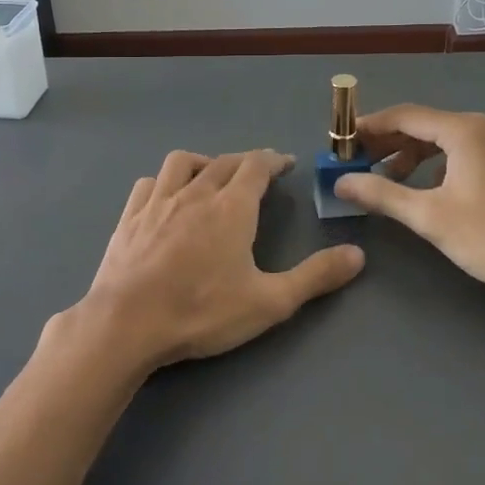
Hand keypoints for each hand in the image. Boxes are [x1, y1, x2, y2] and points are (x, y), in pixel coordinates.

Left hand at [75, 149, 364, 371]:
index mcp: (231, 207)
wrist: (126, 324)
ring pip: (183, 163)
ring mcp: (158, 202)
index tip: (285, 163)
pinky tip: (167, 197)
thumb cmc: (202, 311)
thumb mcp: (269, 302)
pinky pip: (149, 183)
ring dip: (204, 163)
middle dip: (245, 162)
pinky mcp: (129, 217)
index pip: (256, 166)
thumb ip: (315, 277)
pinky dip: (165, 181)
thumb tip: (358, 255)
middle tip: (258, 174)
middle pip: (224, 162)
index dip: (273, 160)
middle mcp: (195, 193)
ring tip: (212, 177)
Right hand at [336, 105, 484, 308]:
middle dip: (389, 143)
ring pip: (446, 141)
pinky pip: (465, 153)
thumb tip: (341, 182)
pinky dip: (438, 166)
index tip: (341, 142)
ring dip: (413, 156)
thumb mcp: (429, 216)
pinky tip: (427, 190)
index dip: (369, 127)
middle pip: (426, 125)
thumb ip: (381, 194)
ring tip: (387, 181)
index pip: (405, 116)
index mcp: (465, 130)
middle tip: (357, 163)